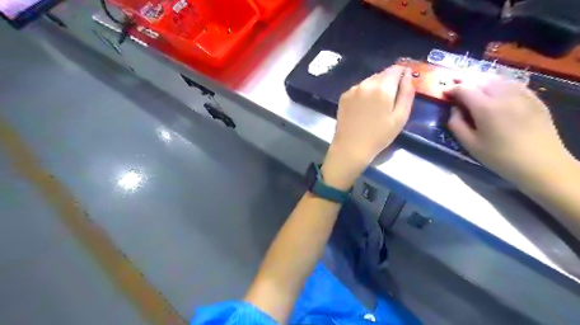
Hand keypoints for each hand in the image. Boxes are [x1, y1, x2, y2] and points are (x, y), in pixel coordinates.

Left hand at [324, 63, 414, 189]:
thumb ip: (407, 93)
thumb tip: (408, 76)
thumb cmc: (379, 136)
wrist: (351, 147)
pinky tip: (364, 108)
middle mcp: (366, 84)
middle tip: (391, 99)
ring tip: (376, 105)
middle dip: (389, 82)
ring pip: (370, 81)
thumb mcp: (400, 117)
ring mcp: (353, 89)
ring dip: (376, 87)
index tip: (404, 82)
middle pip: (382, 74)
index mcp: (382, 88)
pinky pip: (359, 88)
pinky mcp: (344, 96)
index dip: (402, 73)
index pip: (396, 69)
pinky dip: (364, 93)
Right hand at [446, 75, 571, 183]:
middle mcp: (504, 96)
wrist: (541, 163)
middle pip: (481, 80)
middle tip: (456, 87)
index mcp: (486, 108)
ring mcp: (522, 95)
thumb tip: (454, 110)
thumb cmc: (499, 157)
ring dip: (482, 81)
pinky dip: (499, 84)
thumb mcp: (470, 144)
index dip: (452, 89)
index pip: (465, 89)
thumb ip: (456, 124)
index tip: (444, 93)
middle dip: (466, 81)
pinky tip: (496, 92)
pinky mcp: (534, 99)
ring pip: (498, 79)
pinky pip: (513, 84)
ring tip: (474, 88)